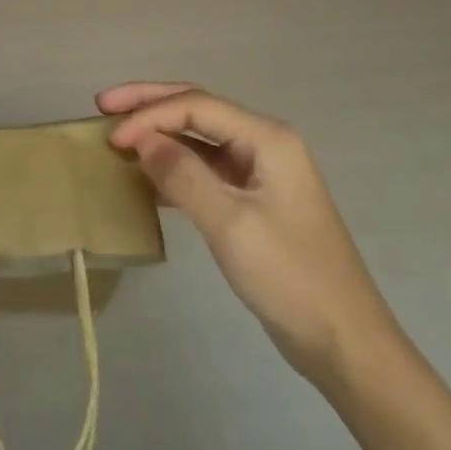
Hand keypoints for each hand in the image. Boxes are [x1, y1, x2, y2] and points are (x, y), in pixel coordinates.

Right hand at [98, 82, 397, 383]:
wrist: (347, 345)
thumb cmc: (291, 279)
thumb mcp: (231, 225)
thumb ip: (183, 175)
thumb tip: (141, 139)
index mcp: (267, 138)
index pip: (195, 106)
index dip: (149, 115)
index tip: (111, 137)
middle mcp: (264, 143)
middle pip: (197, 108)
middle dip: (149, 104)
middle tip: (103, 104)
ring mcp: (260, 172)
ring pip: (199, 138)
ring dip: (159, 134)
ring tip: (118, 136)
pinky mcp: (254, 200)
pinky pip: (206, 168)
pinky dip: (174, 165)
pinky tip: (146, 177)